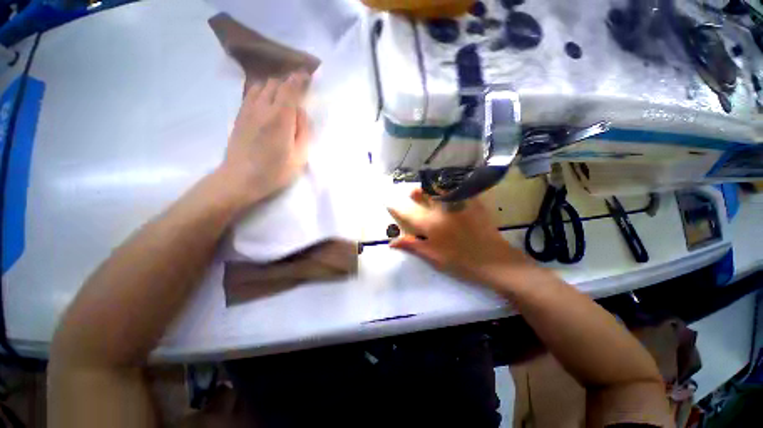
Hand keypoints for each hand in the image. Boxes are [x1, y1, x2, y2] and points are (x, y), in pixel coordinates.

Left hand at [217, 73, 310, 208]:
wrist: (240, 178)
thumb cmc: (275, 171)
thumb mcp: (300, 156)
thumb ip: (303, 131)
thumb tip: (300, 112)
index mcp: (281, 118)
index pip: (290, 88)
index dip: (299, 79)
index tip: (307, 75)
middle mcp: (263, 108)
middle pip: (275, 83)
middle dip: (288, 81)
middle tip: (298, 87)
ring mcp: (248, 110)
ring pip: (261, 85)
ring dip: (274, 85)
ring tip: (283, 93)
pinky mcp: (240, 115)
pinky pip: (251, 94)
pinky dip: (262, 91)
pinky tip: (267, 99)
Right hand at [388, 189, 536, 287]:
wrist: (494, 261)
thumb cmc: (461, 262)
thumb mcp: (433, 257)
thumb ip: (412, 246)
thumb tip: (391, 242)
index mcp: (430, 224)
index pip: (407, 212)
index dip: (395, 206)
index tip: (388, 200)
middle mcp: (441, 209)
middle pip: (422, 193)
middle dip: (414, 192)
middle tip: (413, 194)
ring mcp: (458, 204)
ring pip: (439, 187)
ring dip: (430, 187)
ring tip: (429, 190)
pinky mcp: (472, 202)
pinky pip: (458, 188)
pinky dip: (450, 186)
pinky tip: (449, 190)